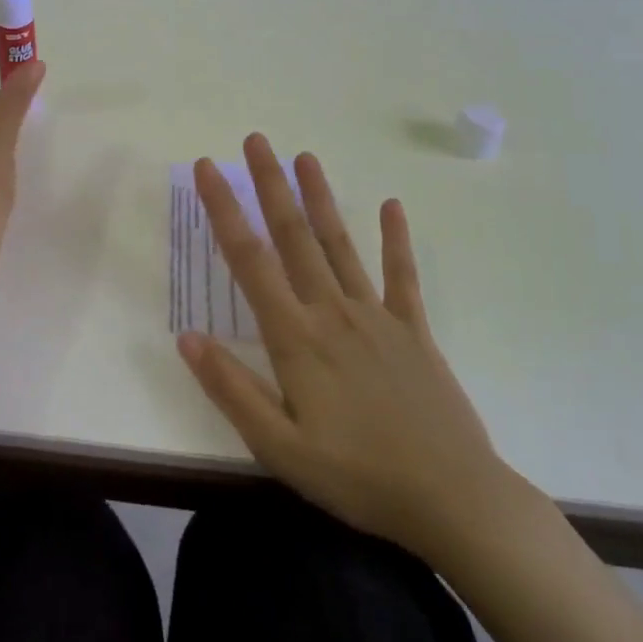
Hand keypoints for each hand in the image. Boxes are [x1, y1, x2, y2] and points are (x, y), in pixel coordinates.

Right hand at [178, 133, 510, 561]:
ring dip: (320, 197)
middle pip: (294, 236)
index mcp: (296, 337)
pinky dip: (396, 239)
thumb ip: (231, 389)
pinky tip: (392, 205)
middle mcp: (332, 312)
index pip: (249, 259)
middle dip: (270, 184)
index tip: (208, 169)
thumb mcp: (279, 448)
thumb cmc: (358, 477)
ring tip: (305, 156)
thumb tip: (186, 337)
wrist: (456, 502)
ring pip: (340, 244)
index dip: (224, 209)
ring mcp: (377, 316)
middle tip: (256, 140)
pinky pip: (403, 276)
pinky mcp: (414, 331)